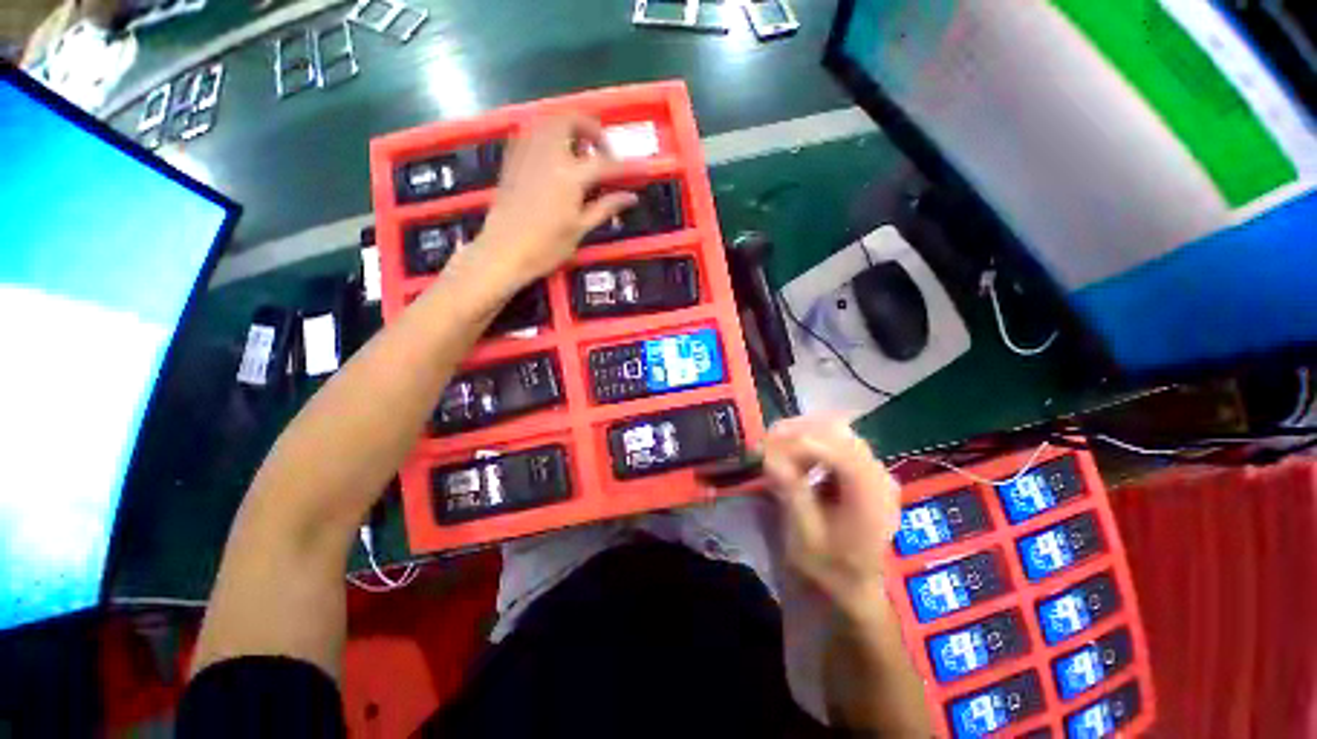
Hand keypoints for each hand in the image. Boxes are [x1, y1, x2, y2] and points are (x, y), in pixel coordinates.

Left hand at [470, 115, 638, 292]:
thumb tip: (631, 197)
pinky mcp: (512, 160)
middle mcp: (548, 154)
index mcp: (569, 175)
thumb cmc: (546, 247)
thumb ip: (605, 207)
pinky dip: (547, 135)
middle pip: (571, 122)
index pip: (605, 164)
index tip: (642, 168)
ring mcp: (526, 153)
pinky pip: (531, 133)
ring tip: (579, 152)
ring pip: (548, 122)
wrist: (503, 252)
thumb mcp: (580, 228)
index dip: (626, 167)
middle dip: (591, 129)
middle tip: (602, 151)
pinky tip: (554, 156)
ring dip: (568, 129)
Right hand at [761, 416, 901, 620]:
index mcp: (870, 496)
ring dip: (801, 434)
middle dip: (797, 431)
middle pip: (837, 432)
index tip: (764, 447)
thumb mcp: (804, 537)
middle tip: (765, 443)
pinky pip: (835, 441)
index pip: (836, 450)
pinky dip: (810, 442)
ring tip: (775, 449)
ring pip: (835, 431)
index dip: (798, 442)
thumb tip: (769, 456)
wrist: (852, 587)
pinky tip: (793, 456)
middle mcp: (879, 475)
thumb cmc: (827, 568)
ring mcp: (873, 469)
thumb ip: (792, 492)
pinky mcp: (863, 469)